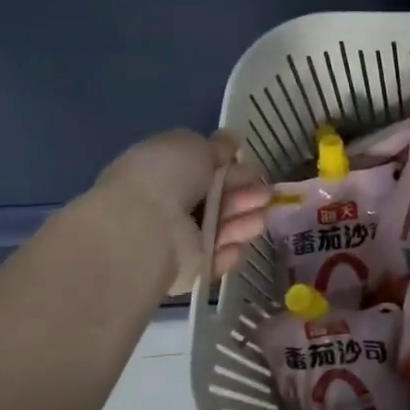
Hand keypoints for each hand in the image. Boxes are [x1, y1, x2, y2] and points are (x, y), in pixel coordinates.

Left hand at [93, 130, 271, 294]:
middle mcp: (172, 205)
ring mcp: (182, 238)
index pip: (206, 169)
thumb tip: (230, 140)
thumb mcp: (191, 145)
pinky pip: (219, 257)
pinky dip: (231, 250)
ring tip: (261, 216)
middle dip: (246, 192)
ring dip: (246, 219)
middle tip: (265, 192)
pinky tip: (238, 243)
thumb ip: (215, 146)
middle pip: (220, 198)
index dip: (232, 166)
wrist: (144, 231)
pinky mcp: (192, 268)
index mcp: (166, 172)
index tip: (250, 164)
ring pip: (224, 227)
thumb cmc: (165, 178)